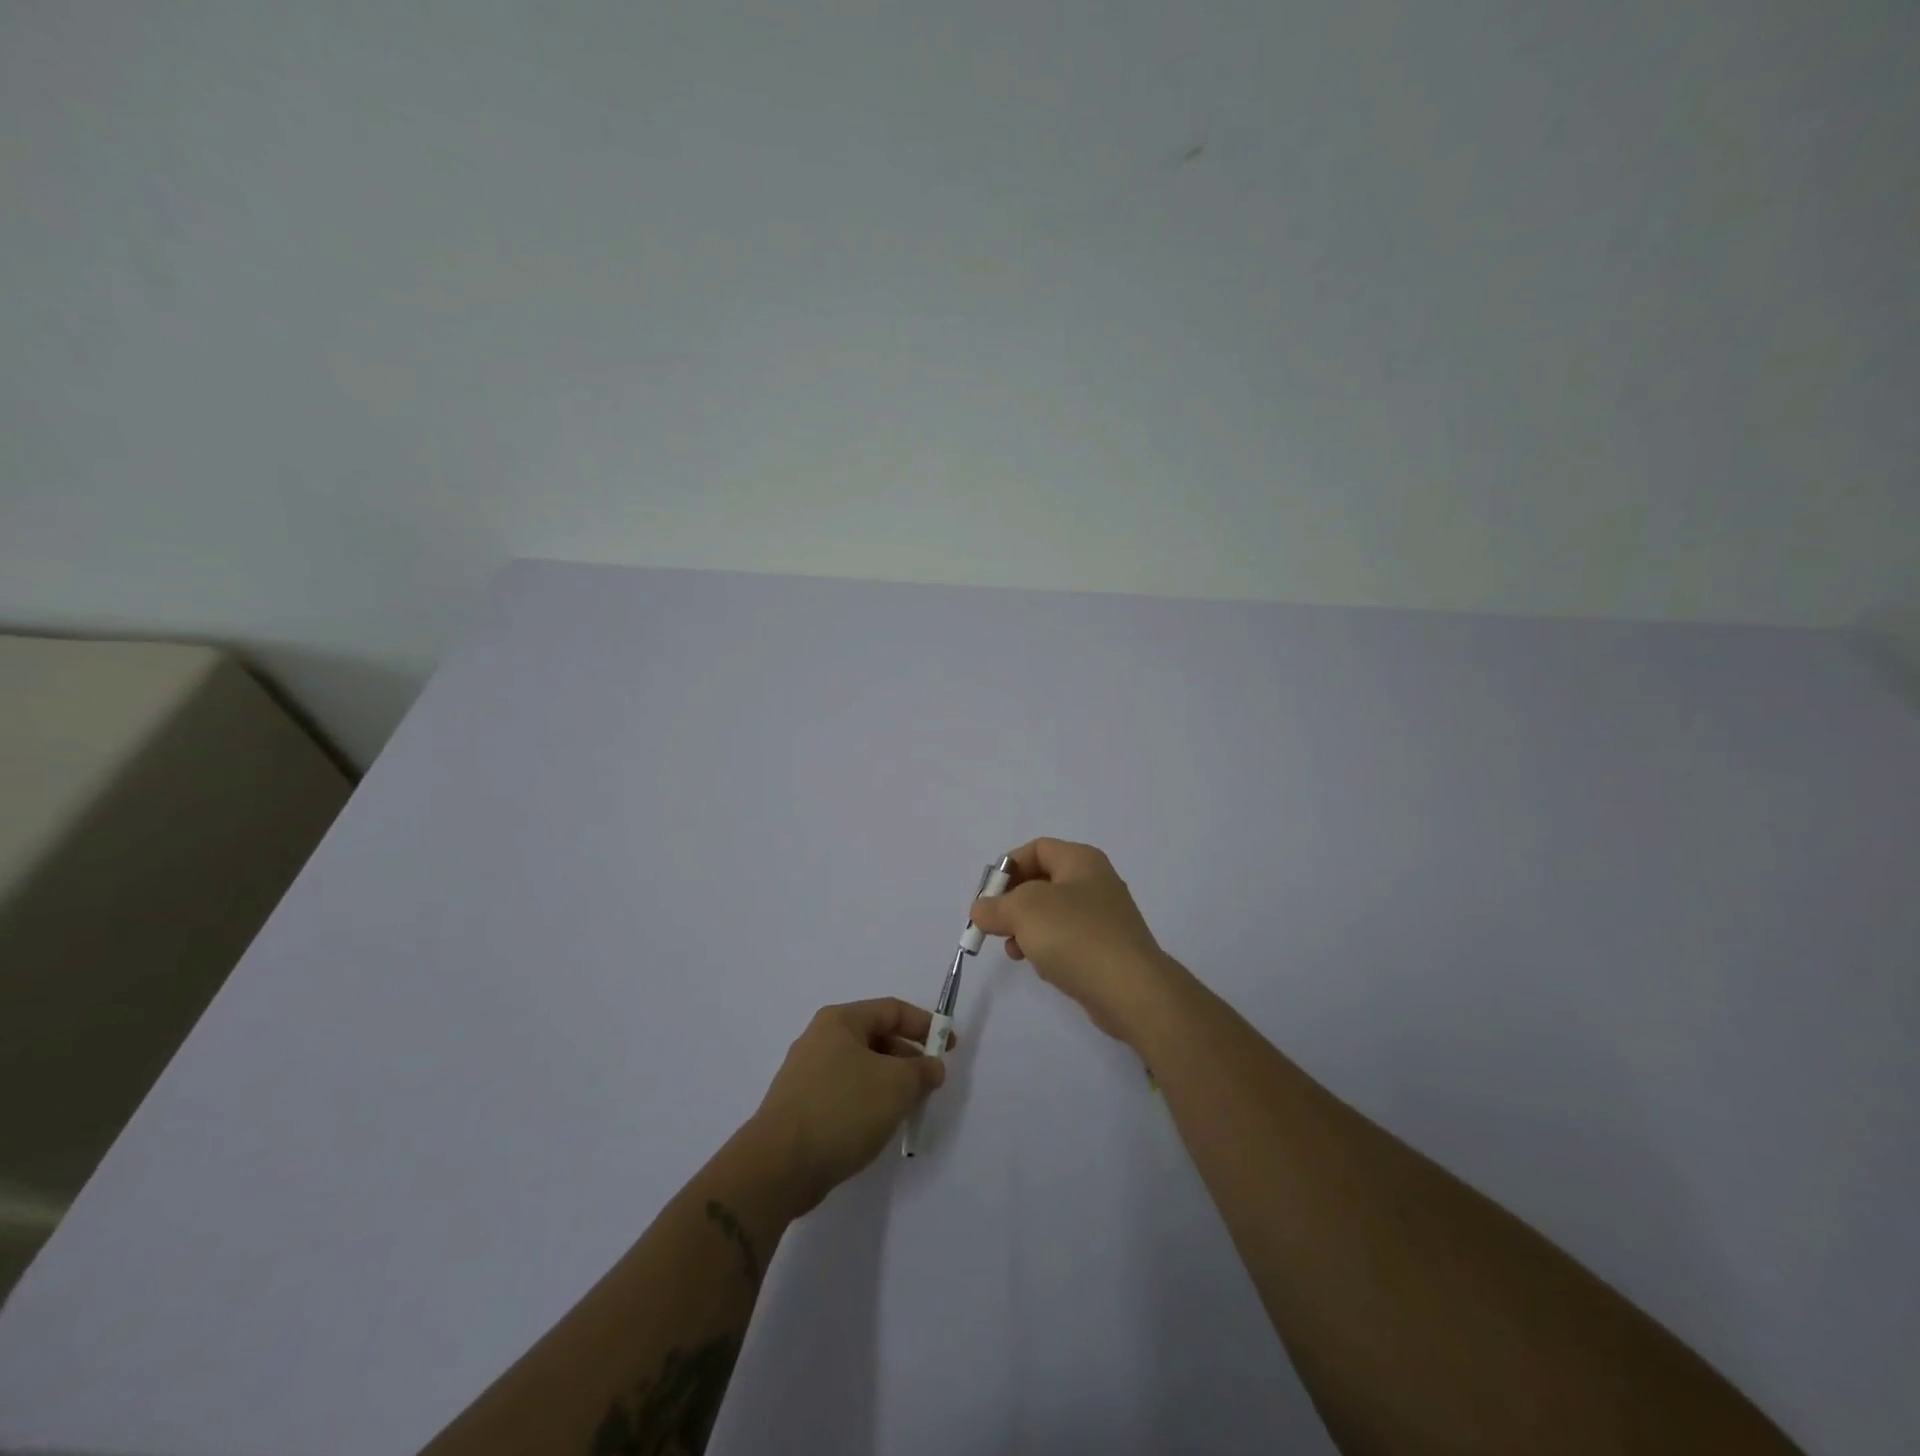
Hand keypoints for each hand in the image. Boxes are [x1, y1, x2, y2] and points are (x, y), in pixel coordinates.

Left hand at [747, 999, 950, 1214]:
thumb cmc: (842, 1109)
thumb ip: (922, 1070)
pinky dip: (868, 1102)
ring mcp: (806, 1073)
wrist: (778, 1166)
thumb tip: (932, 1067)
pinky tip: (878, 1126)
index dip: (926, 1025)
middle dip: (908, 1058)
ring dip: (889, 1082)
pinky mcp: (801, 1105)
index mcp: (840, 1020)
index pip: (892, 1010)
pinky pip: (845, 1092)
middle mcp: (820, 1038)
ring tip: (908, 1108)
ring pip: (861, 1068)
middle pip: (876, 1037)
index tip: (950, 1047)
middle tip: (930, 1084)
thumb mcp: (896, 1085)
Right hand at [967, 838, 1185, 1047]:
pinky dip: (1048, 948)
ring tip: (1014, 950)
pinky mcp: (1107, 948)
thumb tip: (981, 910)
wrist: (1130, 989)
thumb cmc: (1074, 935)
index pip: (1036, 849)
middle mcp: (1096, 881)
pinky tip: (1041, 966)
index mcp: (1081, 860)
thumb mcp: (1023, 911)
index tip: (988, 896)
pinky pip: (1068, 939)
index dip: (1008, 868)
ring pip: (1053, 913)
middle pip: (1042, 881)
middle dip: (1013, 902)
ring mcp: (1104, 917)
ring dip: (1026, 929)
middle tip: (995, 924)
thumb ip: (995, 906)